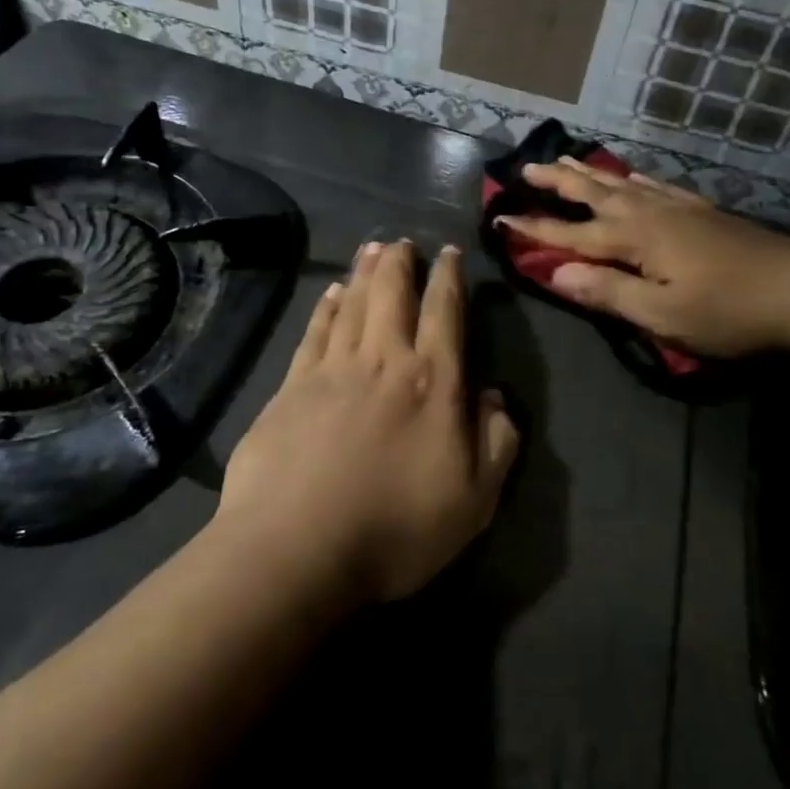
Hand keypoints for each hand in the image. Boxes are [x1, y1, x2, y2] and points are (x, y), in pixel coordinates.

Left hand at [216, 240, 520, 606]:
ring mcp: (334, 368)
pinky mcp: (292, 385)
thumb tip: (494, 397)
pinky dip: (325, 306)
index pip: (445, 312)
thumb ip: (496, 443)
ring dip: (364, 272)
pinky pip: (314, 331)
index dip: (449, 278)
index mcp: (433, 381)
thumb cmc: (396, 528)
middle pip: (392, 293)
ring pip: (352, 302)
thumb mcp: (474, 501)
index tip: (449, 253)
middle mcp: (385, 359)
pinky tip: (329, 292)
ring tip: (371, 248)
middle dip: (400, 262)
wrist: (297, 547)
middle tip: (402, 241)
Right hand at [496, 159, 789, 357]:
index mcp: (633, 240)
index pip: (570, 235)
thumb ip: (608, 292)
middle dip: (557, 181)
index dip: (534, 229)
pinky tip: (629, 176)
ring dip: (588, 172)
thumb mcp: (662, 314)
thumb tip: (556, 273)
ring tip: (564, 159)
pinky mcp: (700, 209)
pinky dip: (631, 177)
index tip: (500, 217)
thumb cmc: (728, 311)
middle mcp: (648, 213)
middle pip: (592, 193)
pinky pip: (653, 184)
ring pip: (620, 182)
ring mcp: (676, 207)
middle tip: (526, 166)